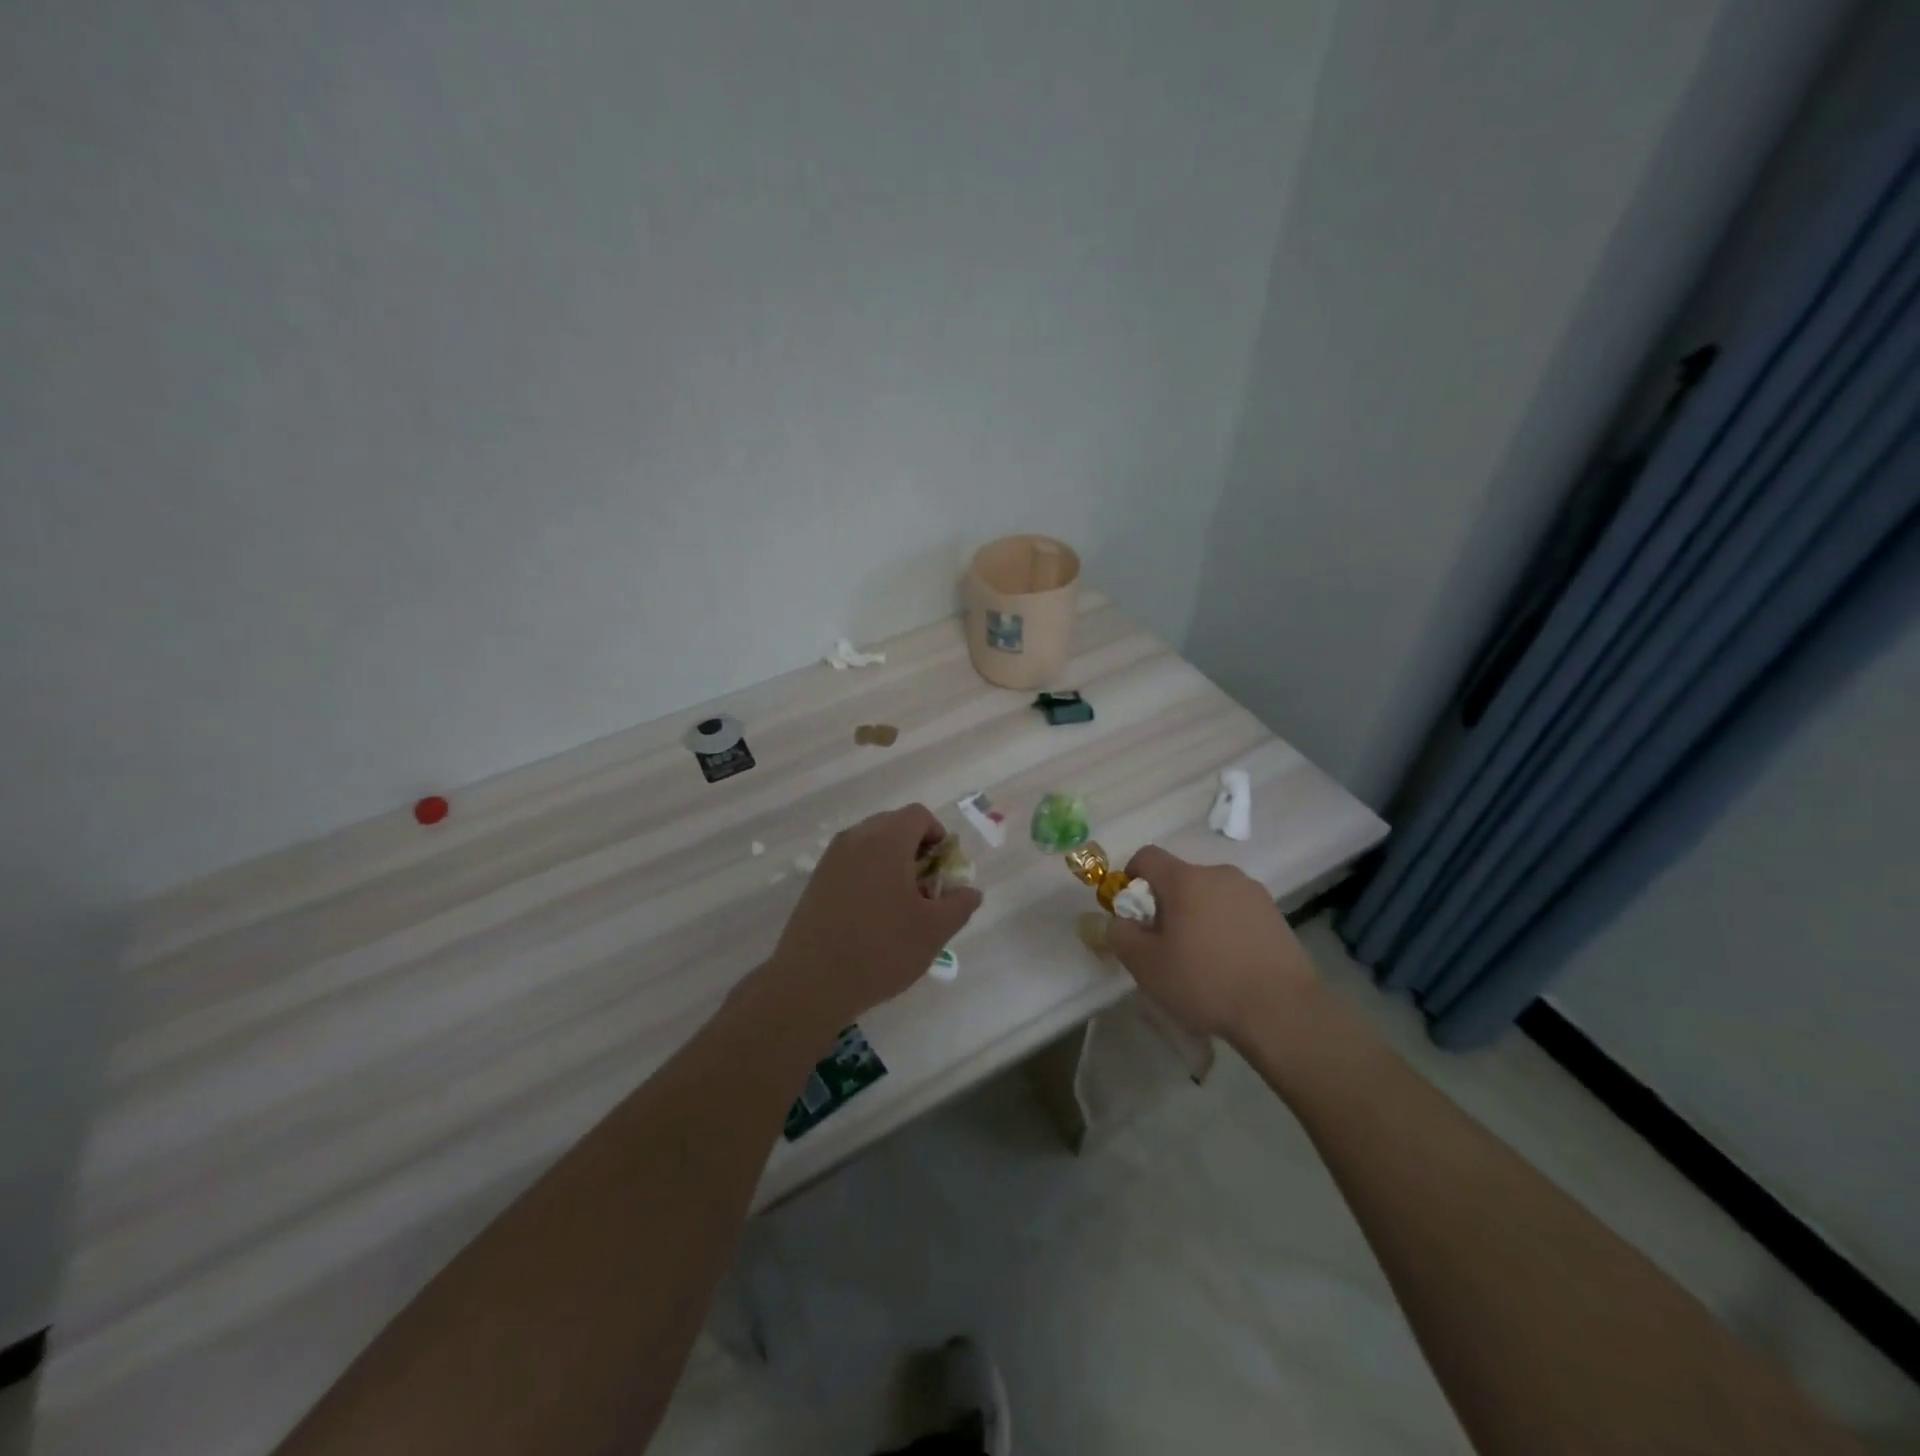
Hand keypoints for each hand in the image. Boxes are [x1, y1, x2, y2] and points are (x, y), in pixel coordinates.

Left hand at [767, 803, 982, 1030]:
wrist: (811, 982)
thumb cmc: (881, 949)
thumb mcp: (934, 931)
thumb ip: (960, 904)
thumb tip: (970, 891)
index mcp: (886, 841)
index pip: (918, 815)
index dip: (938, 835)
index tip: (944, 868)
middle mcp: (856, 839)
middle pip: (893, 825)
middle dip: (916, 848)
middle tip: (926, 887)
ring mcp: (831, 858)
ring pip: (871, 844)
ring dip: (892, 861)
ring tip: (901, 903)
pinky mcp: (816, 880)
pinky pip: (851, 862)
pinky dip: (869, 874)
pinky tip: (873, 914)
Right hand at [1106, 846, 1318, 1044]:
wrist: (1282, 1011)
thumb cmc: (1206, 982)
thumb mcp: (1146, 965)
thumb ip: (1121, 935)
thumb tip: (1121, 921)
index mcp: (1185, 879)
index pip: (1147, 856)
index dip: (1131, 877)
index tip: (1132, 912)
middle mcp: (1220, 874)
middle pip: (1180, 878)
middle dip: (1166, 903)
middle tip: (1165, 944)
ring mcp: (1252, 892)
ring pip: (1210, 895)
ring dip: (1198, 915)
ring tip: (1202, 958)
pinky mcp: (1275, 914)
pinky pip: (1236, 910)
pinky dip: (1226, 927)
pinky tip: (1230, 964)